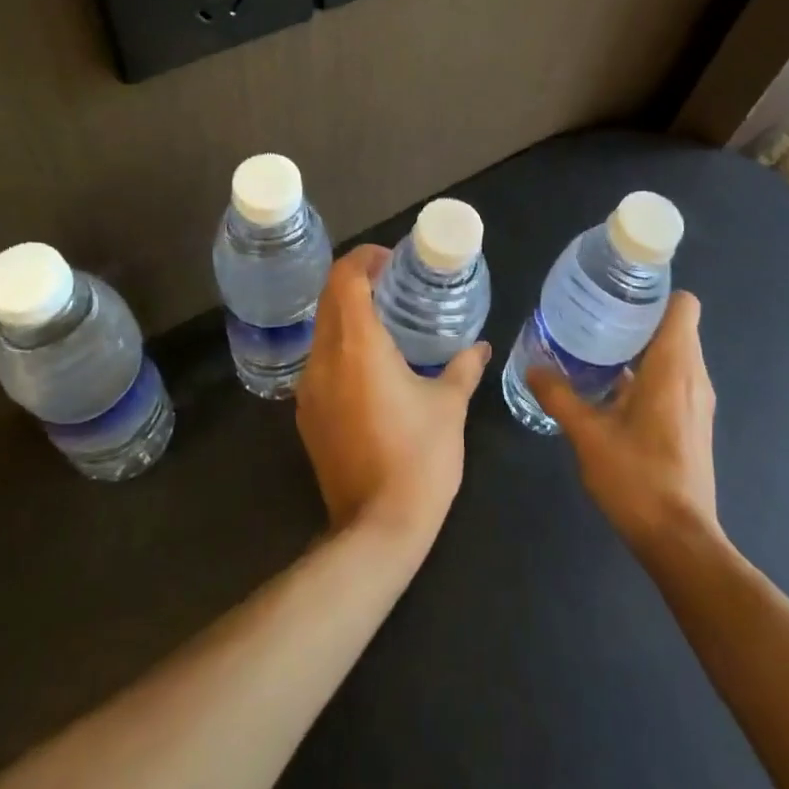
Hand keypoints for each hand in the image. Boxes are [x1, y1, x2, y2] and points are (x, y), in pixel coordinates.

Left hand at [295, 246, 489, 548]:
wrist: (377, 529)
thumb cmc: (420, 457)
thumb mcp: (449, 406)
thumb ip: (463, 367)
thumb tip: (481, 346)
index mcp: (358, 346)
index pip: (345, 279)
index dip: (365, 258)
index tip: (392, 259)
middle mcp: (324, 359)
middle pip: (328, 298)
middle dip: (356, 280)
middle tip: (393, 282)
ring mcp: (309, 389)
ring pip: (321, 330)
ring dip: (347, 313)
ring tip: (384, 319)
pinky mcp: (307, 415)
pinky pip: (319, 362)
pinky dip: (341, 346)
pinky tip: (370, 364)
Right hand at [527, 292, 719, 556]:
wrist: (680, 540)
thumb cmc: (638, 478)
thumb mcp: (588, 434)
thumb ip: (560, 396)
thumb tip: (533, 367)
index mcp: (674, 366)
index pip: (683, 305)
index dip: (656, 294)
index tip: (621, 295)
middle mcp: (695, 376)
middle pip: (677, 325)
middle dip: (640, 317)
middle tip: (598, 317)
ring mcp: (699, 401)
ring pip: (677, 353)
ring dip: (643, 346)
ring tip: (600, 348)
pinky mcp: (695, 422)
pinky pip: (677, 377)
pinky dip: (651, 372)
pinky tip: (614, 389)